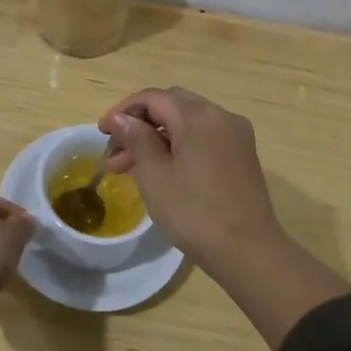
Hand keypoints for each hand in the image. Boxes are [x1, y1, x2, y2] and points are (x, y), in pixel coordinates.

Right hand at [98, 87, 281, 271]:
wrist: (248, 251)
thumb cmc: (194, 212)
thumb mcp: (155, 175)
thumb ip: (136, 139)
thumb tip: (121, 118)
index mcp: (199, 116)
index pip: (153, 98)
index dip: (123, 111)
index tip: (101, 132)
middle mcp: (221, 116)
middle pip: (172, 105)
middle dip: (140, 124)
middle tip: (115, 150)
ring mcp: (235, 135)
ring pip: (187, 123)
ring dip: (157, 137)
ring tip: (128, 168)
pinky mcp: (242, 155)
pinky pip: (203, 138)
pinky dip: (179, 146)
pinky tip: (160, 170)